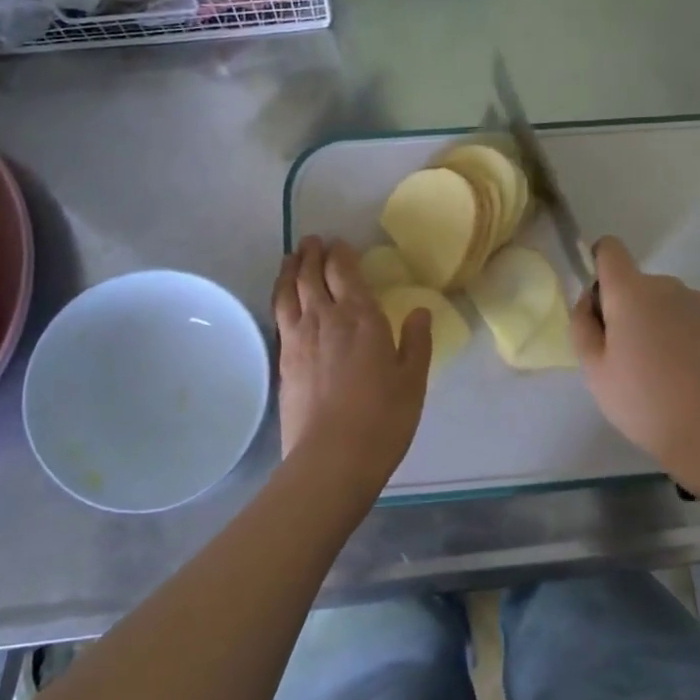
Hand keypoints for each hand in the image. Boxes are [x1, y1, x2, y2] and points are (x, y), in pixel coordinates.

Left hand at [272, 237, 430, 497]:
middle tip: (313, 241)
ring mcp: (298, 338)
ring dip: (290, 269)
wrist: (332, 458)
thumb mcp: (413, 381)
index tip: (340, 243)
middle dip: (312, 254)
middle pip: (311, 275)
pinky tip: (284, 299)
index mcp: (361, 317)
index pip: (345, 272)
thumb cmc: (382, 419)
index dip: (341, 254)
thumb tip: (421, 311)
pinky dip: (280, 296)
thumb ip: (416, 342)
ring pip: (288, 291)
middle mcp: (325, 318)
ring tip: (292, 258)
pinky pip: (278, 315)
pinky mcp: (282, 360)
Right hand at [570, 236, 699, 495]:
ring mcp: (698, 303)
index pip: (610, 249)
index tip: (600, 302)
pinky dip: (680, 332)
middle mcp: (667, 285)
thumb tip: (589, 300)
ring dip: (654, 318)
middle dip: (625, 305)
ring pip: (664, 300)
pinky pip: (688, 316)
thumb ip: (582, 324)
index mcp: (630, 291)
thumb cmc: (640, 400)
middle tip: (623, 353)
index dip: (599, 265)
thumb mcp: (593, 368)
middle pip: (636, 281)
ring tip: (656, 366)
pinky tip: (682, 370)